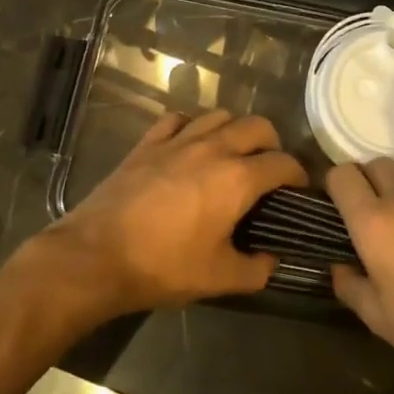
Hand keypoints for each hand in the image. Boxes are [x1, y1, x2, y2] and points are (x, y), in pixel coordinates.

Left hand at [43, 110, 307, 315]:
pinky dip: (192, 126)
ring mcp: (177, 141)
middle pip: (258, 126)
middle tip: (267, 172)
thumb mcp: (219, 279)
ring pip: (219, 115)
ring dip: (235, 130)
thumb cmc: (162, 267)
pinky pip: (178, 119)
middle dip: (272, 145)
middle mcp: (213, 148)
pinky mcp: (147, 144)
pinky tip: (190, 145)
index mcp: (237, 179)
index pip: (283, 163)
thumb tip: (272, 260)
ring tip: (232, 155)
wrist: (95, 257)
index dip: (298, 175)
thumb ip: (257, 269)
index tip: (298, 191)